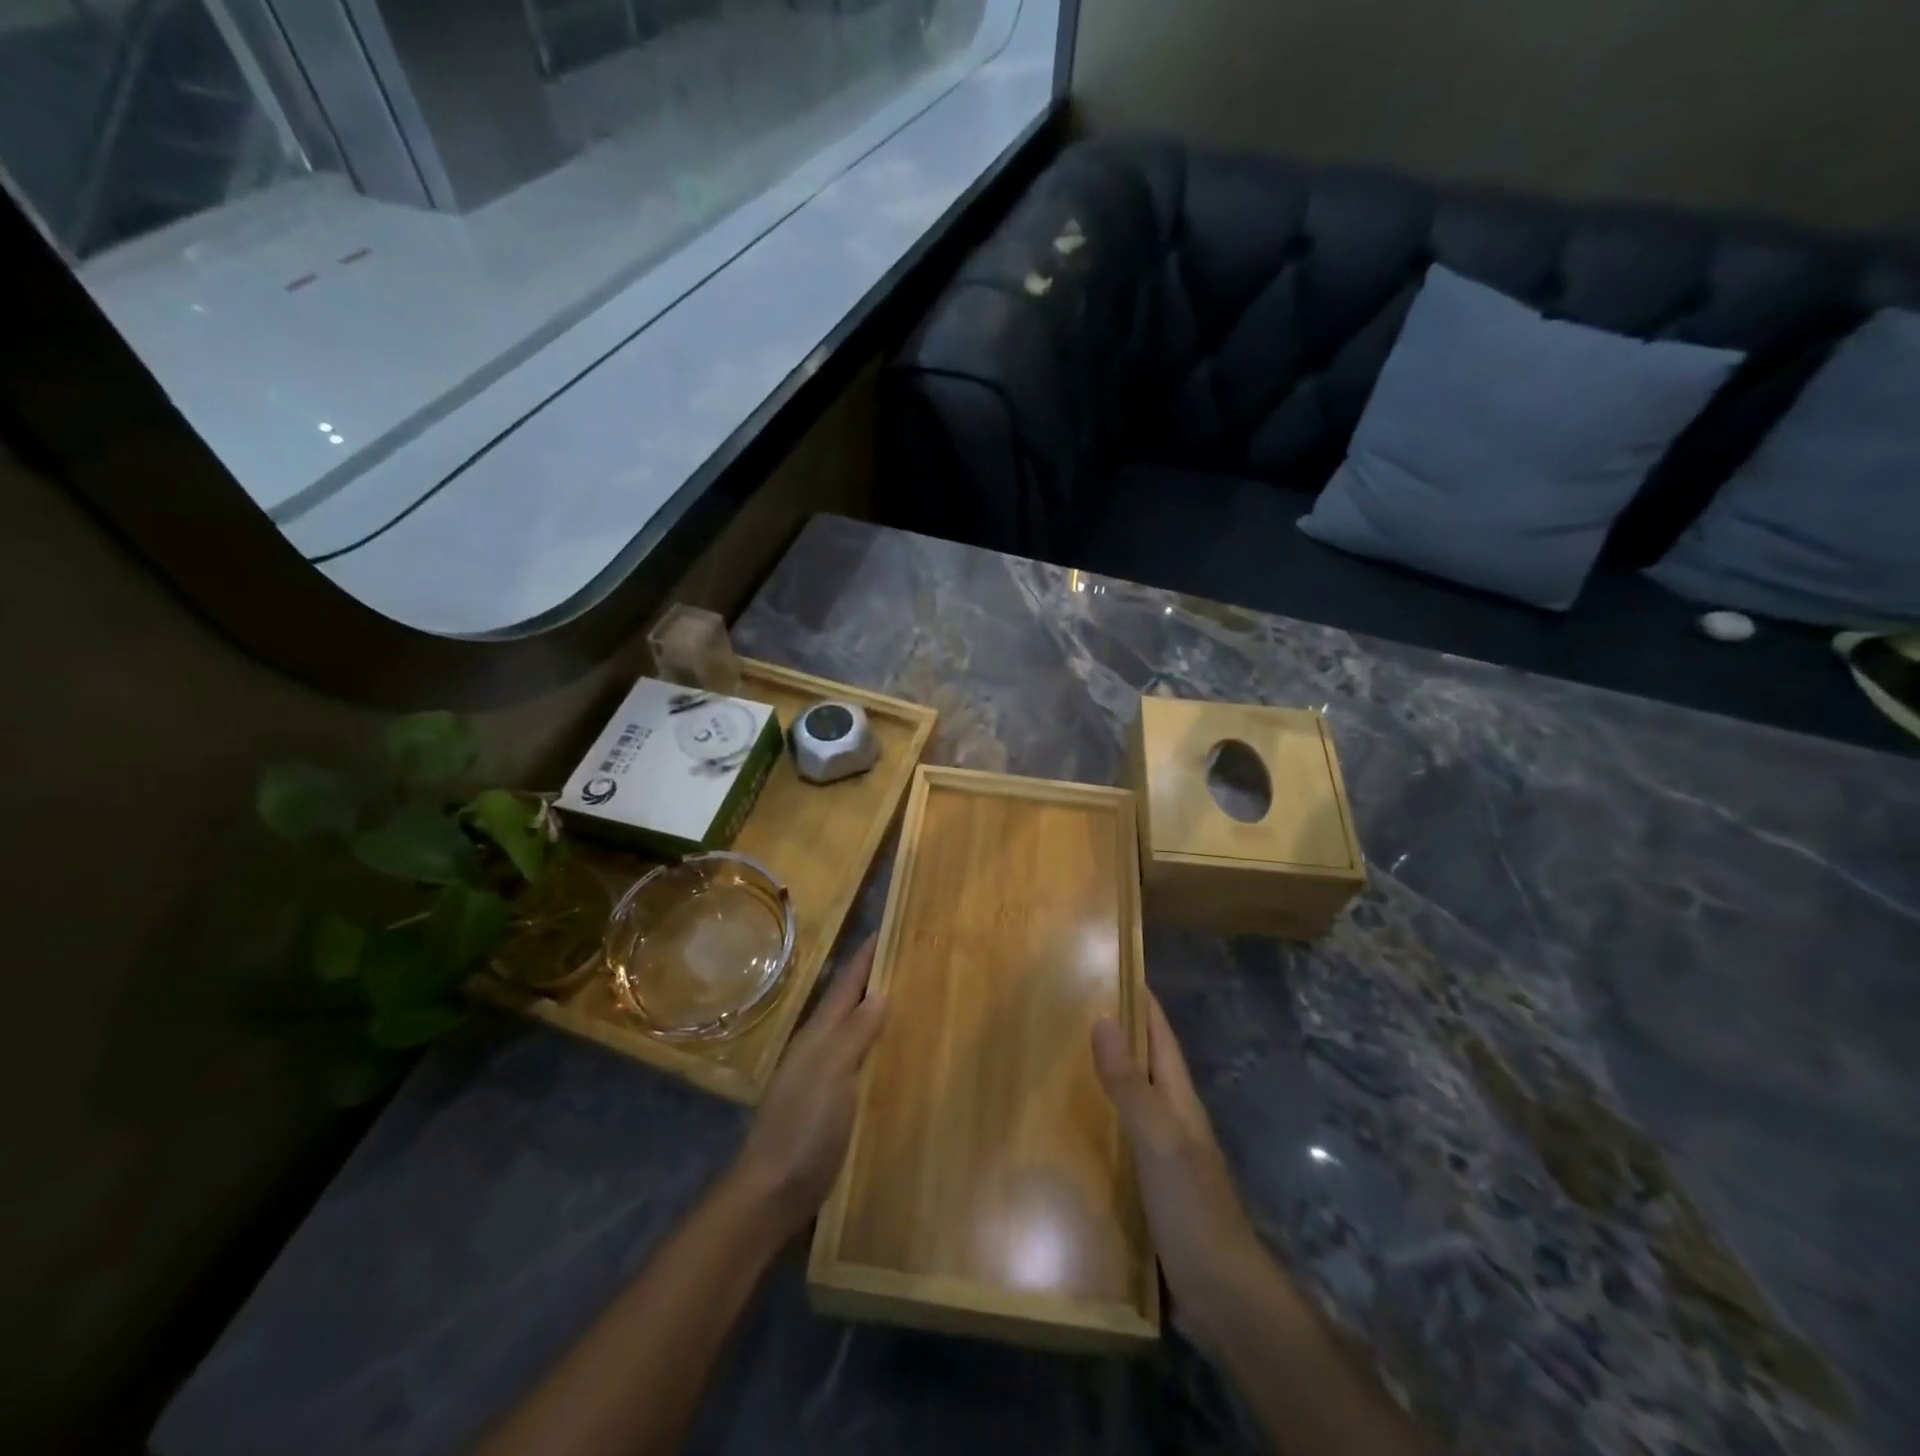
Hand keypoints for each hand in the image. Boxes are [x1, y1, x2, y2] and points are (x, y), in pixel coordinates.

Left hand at [733, 939, 886, 1238]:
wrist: (772, 1192)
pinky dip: (878, 1047)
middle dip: (877, 978)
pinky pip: (860, 1061)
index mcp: (819, 1034)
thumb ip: (854, 1033)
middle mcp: (820, 1048)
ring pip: (855, 1031)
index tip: (890, 928)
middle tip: (912, 958)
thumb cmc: (803, 1127)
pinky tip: (897, 1054)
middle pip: (851, 1003)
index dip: (867, 956)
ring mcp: (823, 1076)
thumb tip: (880, 992)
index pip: (847, 984)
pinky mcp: (832, 1103)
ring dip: (878, 1011)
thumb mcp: (832, 1074)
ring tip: (912, 997)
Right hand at [1093, 995, 1265, 1343]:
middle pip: (1144, 1064)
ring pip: (1130, 1102)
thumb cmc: (1194, 1208)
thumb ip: (1131, 1084)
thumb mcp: (1160, 1139)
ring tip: (1057, 1059)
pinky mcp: (1148, 1191)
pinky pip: (1118, 1142)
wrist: (1224, 1298)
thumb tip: (1102, 1018)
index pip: (1160, 1037)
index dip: (1142, 1002)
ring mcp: (1162, 1157)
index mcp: (1179, 1101)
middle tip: (1068, 1008)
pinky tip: (1067, 1130)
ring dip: (1103, 1078)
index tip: (1114, 967)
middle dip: (1115, 1034)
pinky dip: (1096, 1124)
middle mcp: (1172, 1120)